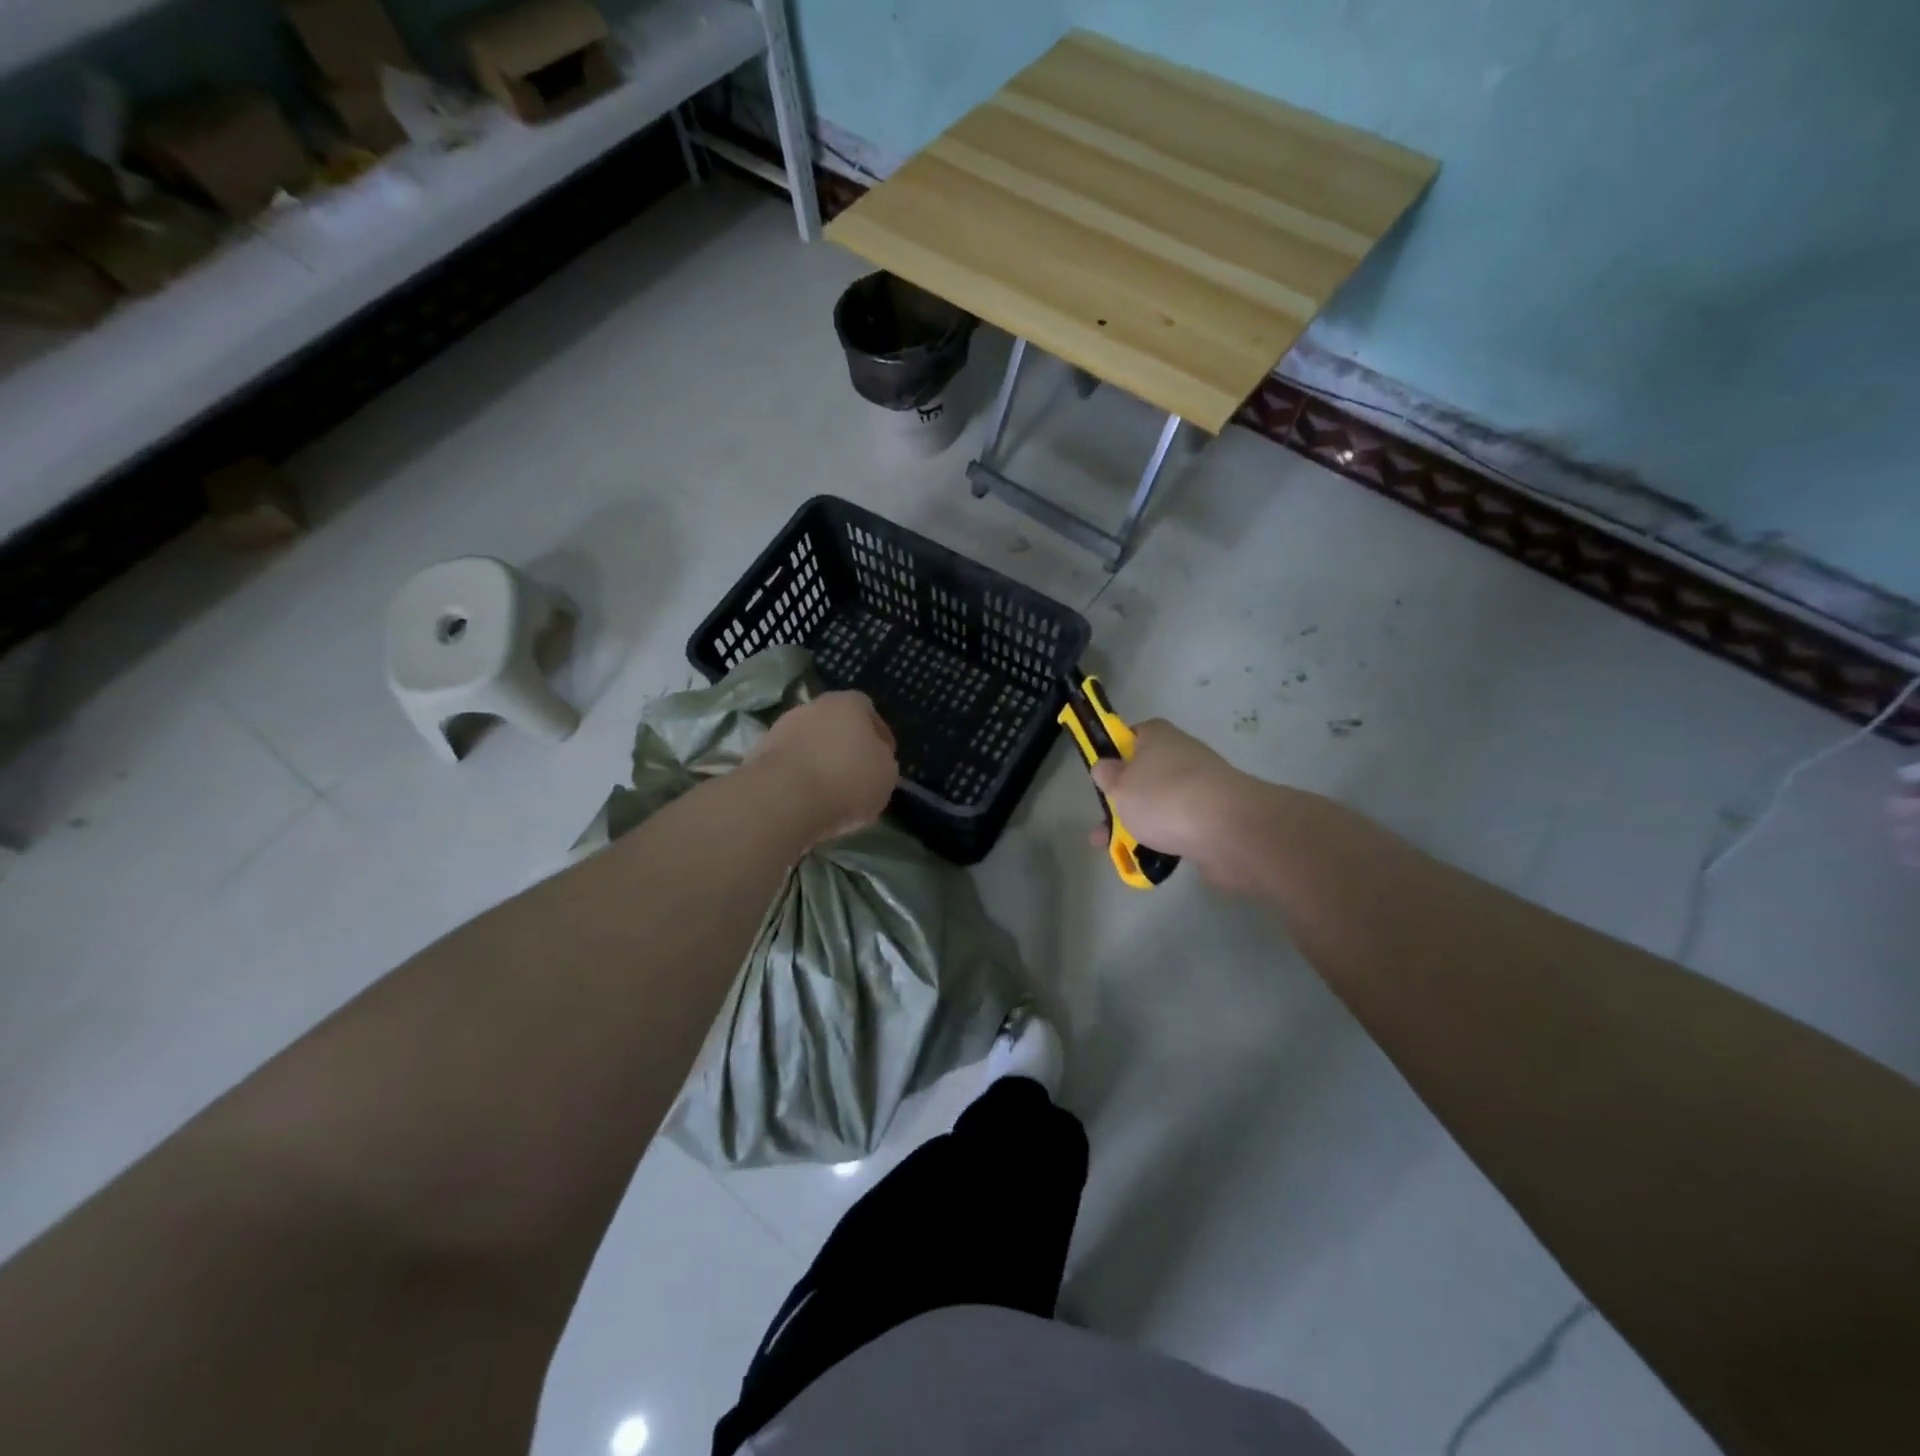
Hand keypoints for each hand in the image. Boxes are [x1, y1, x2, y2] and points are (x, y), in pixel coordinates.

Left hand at [750, 691, 897, 844]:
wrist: (783, 798)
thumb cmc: (847, 780)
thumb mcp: (887, 775)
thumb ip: (883, 762)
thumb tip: (874, 761)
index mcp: (849, 703)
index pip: (869, 712)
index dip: (878, 737)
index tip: (883, 760)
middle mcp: (814, 706)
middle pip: (835, 725)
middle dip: (845, 746)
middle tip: (855, 775)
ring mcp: (782, 727)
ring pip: (809, 743)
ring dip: (819, 761)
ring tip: (829, 793)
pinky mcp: (759, 753)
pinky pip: (789, 764)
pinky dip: (797, 777)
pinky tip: (805, 800)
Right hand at [1087, 719, 1259, 886]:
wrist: (1228, 830)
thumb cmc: (1163, 798)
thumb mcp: (1118, 784)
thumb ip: (1107, 775)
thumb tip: (1107, 766)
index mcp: (1158, 736)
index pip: (1133, 735)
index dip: (1115, 755)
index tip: (1102, 779)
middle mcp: (1182, 755)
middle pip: (1145, 775)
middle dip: (1123, 802)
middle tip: (1102, 827)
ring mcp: (1202, 787)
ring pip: (1161, 805)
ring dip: (1140, 826)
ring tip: (1118, 852)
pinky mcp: (1215, 817)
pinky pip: (1181, 827)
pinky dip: (1164, 842)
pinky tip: (1148, 861)